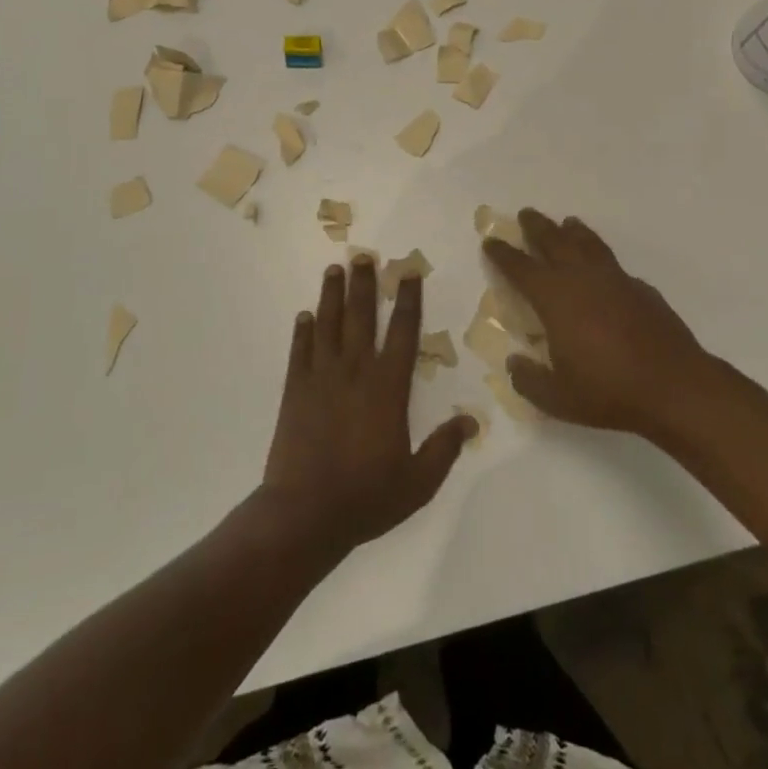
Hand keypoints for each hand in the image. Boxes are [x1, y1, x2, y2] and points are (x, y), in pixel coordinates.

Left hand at [258, 261, 475, 560]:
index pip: (403, 332)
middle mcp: (355, 371)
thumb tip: (472, 421)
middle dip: (364, 284)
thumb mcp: (418, 482)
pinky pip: (299, 351)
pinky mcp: (294, 390)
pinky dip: (302, 331)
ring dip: (331, 295)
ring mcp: (321, 377)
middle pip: (361, 316)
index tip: (408, 273)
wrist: (305, 513)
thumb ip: (445, 448)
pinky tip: (304, 315)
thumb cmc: (367, 497)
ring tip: (334, 269)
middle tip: (363, 255)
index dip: (408, 300)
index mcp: (388, 388)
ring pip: (328, 325)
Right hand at [485, 210, 712, 438]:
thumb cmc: (608, 391)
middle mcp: (582, 278)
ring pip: (588, 243)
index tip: (491, 241)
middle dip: (537, 226)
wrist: (674, 386)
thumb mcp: (557, 398)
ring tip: (567, 222)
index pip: (520, 268)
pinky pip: (614, 264)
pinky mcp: (641, 289)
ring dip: (573, 231)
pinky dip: (602, 257)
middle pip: (554, 241)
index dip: (503, 253)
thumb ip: (529, 380)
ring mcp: (615, 279)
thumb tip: (514, 363)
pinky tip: (603, 267)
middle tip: (526, 214)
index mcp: (555, 298)